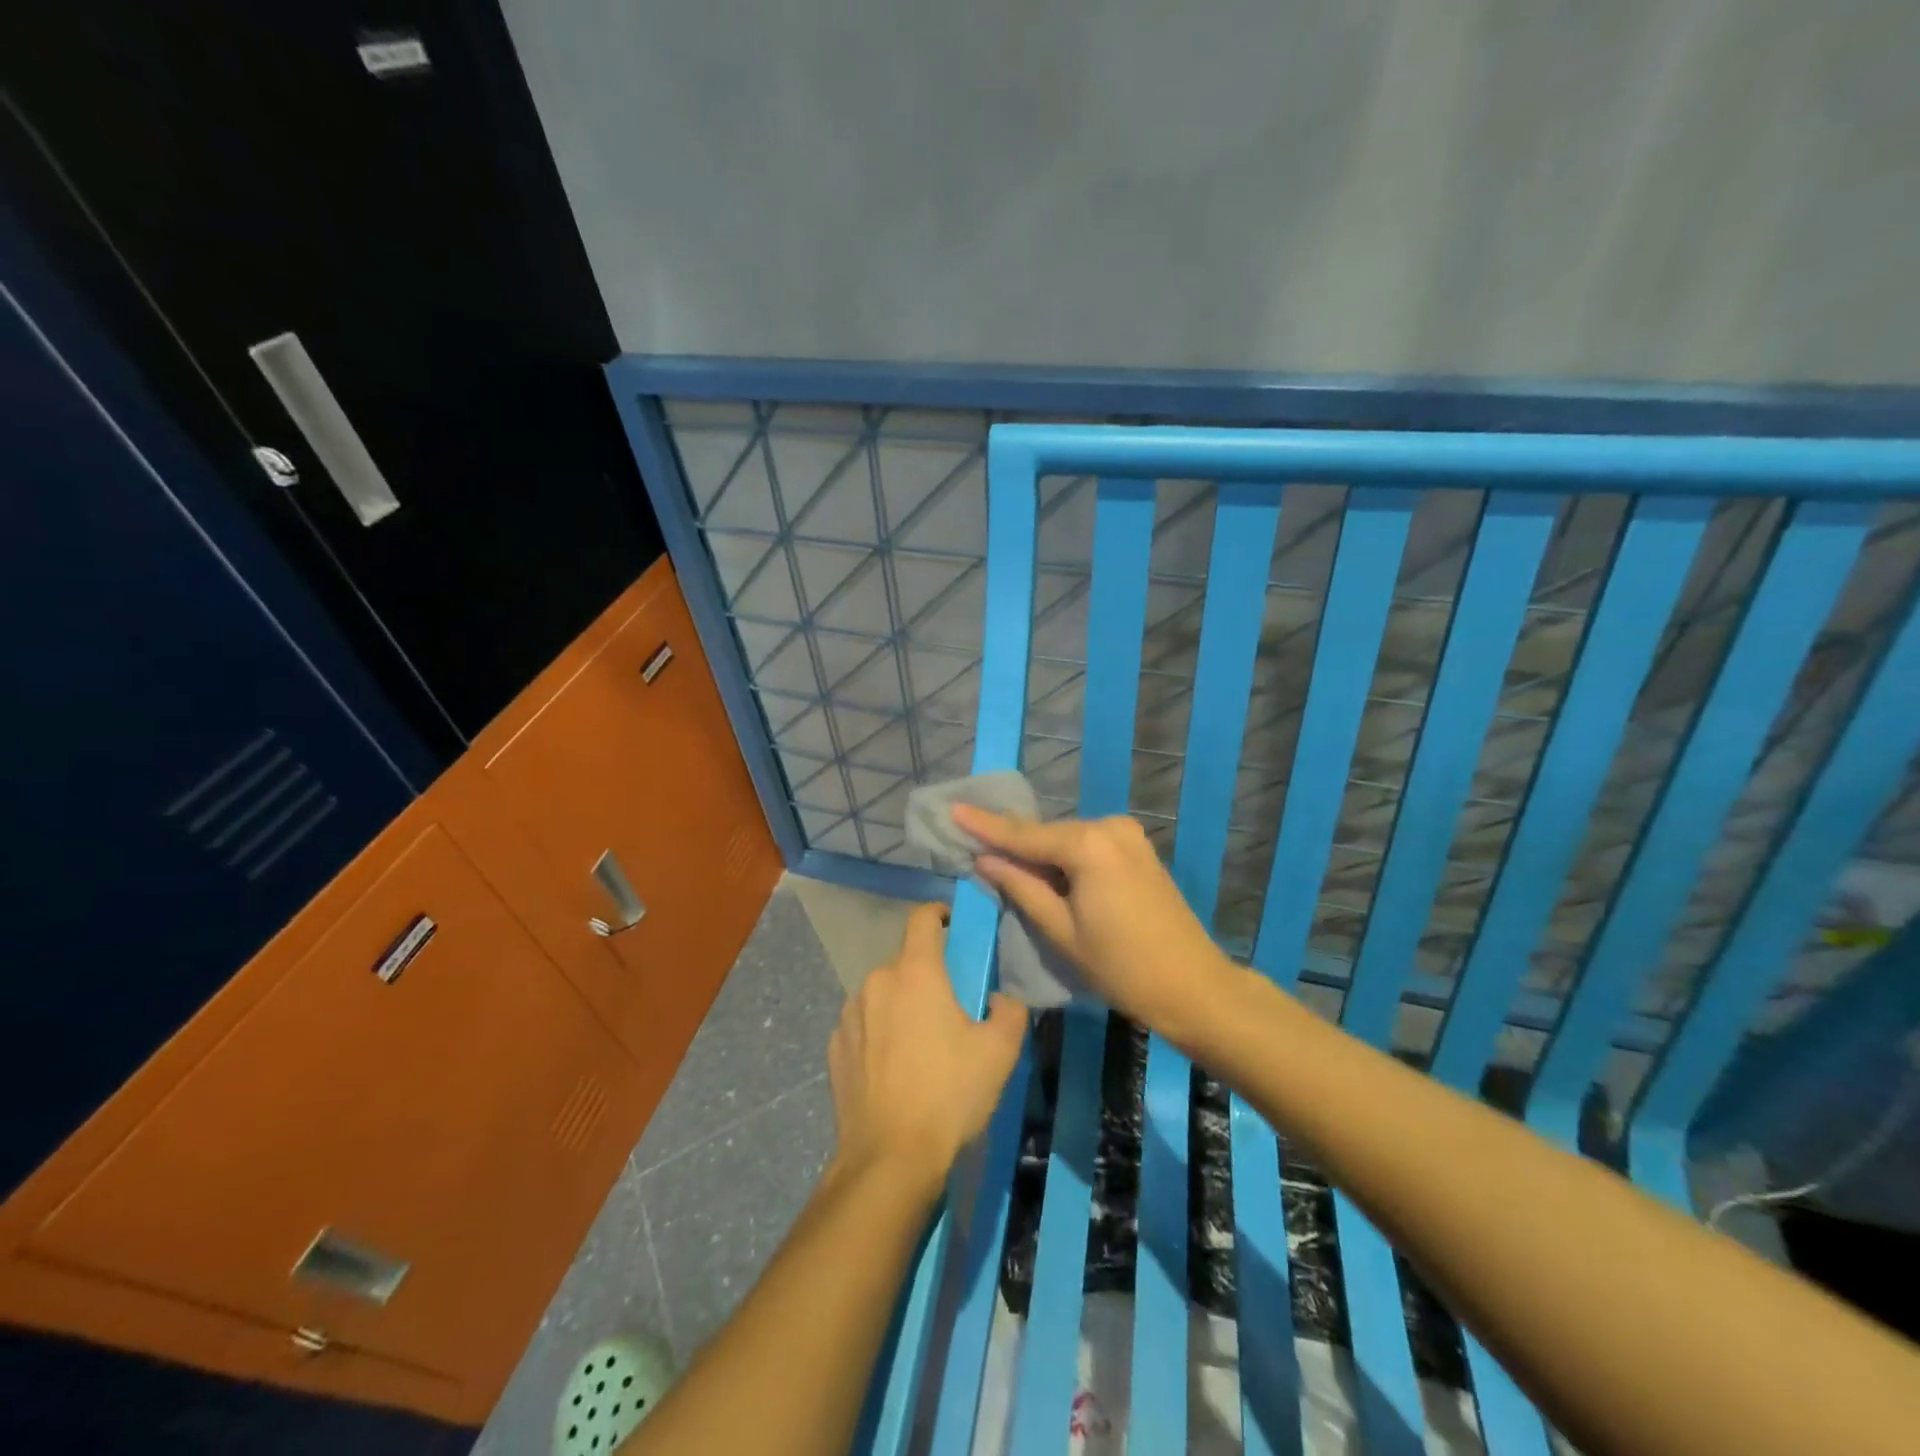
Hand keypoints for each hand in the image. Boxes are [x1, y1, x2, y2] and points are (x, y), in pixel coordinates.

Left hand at [826, 903, 1026, 1197]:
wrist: (889, 1158)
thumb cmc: (949, 1094)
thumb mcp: (1000, 1052)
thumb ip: (1009, 1010)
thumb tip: (997, 998)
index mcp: (916, 972)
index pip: (922, 918)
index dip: (940, 914)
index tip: (955, 925)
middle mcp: (877, 982)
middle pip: (906, 961)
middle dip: (928, 974)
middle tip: (951, 1006)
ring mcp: (849, 1014)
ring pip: (883, 993)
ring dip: (902, 1004)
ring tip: (922, 1044)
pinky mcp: (835, 1047)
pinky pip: (864, 1024)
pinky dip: (879, 1032)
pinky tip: (894, 1069)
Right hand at [953, 806, 1236, 1038]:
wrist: (1193, 986)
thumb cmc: (1122, 966)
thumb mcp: (1062, 931)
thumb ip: (1021, 887)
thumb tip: (985, 860)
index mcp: (1089, 845)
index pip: (1025, 834)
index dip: (985, 826)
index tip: (953, 809)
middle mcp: (1109, 827)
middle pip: (1047, 835)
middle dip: (1013, 844)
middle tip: (972, 846)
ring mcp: (1128, 836)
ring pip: (1067, 841)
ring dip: (1039, 855)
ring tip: (1002, 865)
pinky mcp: (1137, 849)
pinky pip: (1088, 847)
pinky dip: (1064, 859)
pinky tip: (1044, 872)